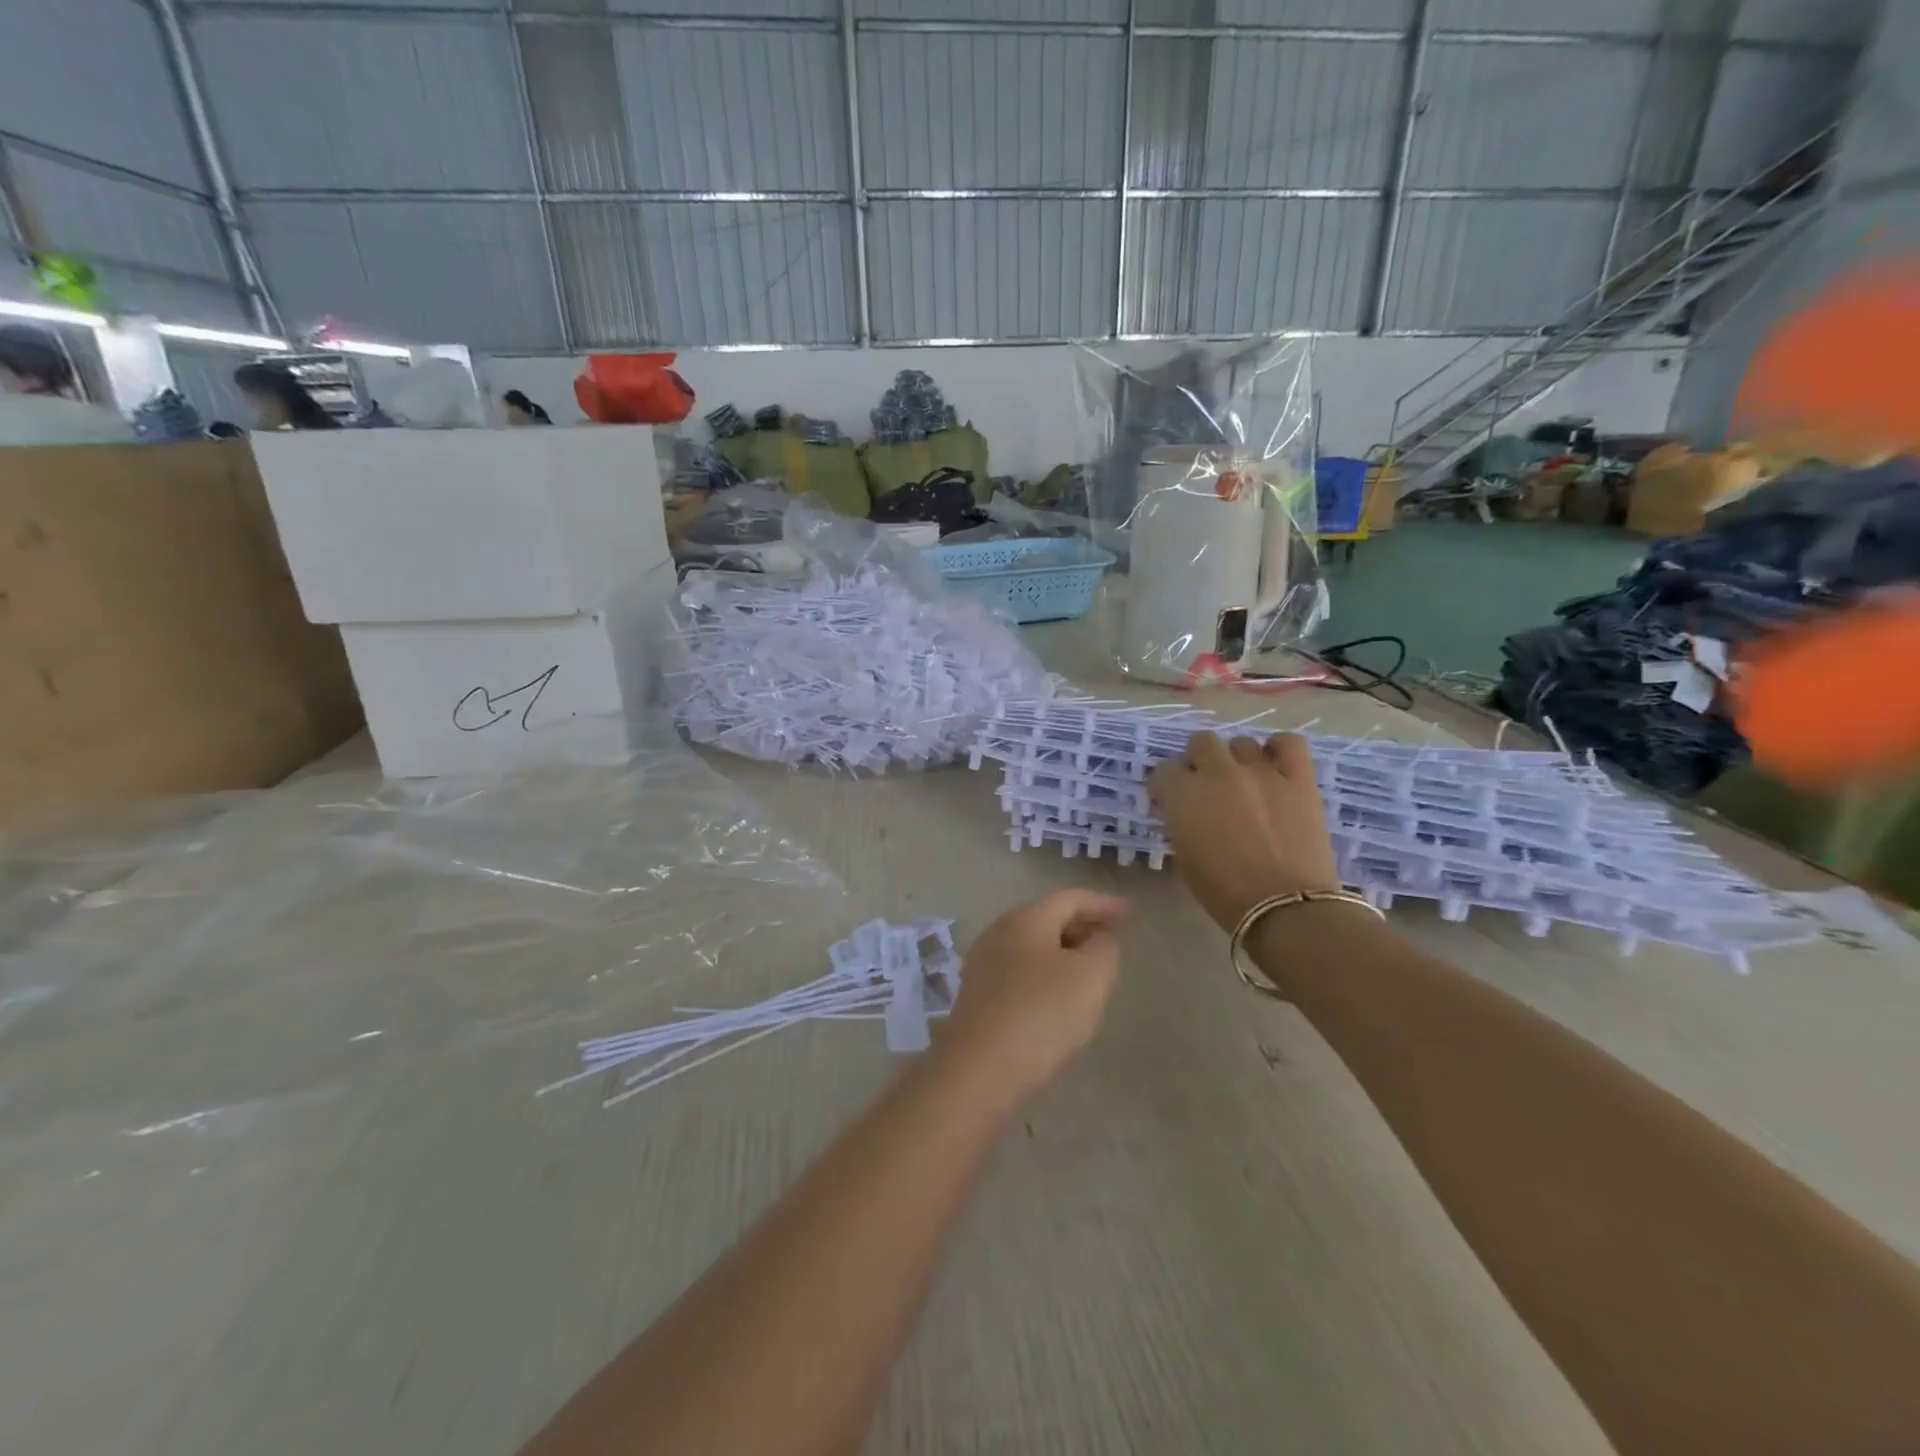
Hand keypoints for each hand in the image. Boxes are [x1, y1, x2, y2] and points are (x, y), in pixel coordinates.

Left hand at [938, 890, 1130, 1102]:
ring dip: (1064, 952)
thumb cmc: (1041, 1014)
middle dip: (1083, 926)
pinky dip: (1046, 974)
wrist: (979, 1068)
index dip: (1104, 904)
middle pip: (1048, 918)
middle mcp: (1000, 931)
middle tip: (1112, 940)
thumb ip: (1104, 948)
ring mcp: (984, 963)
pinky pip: (1020, 971)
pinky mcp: (978, 994)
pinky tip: (1058, 997)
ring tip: (1090, 969)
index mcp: (1026, 919)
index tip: (1130, 913)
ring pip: (1033, 946)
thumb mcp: (1090, 976)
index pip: (1071, 898)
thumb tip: (1100, 937)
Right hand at [1147, 732, 1341, 932]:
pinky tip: (1276, 768)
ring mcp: (1260, 771)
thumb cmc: (1224, 893)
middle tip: (1207, 787)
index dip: (1167, 785)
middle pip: (1201, 742)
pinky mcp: (1298, 777)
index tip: (1171, 801)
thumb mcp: (1184, 857)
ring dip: (1236, 760)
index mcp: (1183, 794)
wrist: (1285, 907)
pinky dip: (1279, 750)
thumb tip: (1184, 810)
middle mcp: (1218, 772)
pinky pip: (1289, 743)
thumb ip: (1180, 823)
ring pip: (1241, 743)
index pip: (1164, 770)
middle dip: (1199, 761)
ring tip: (1245, 783)